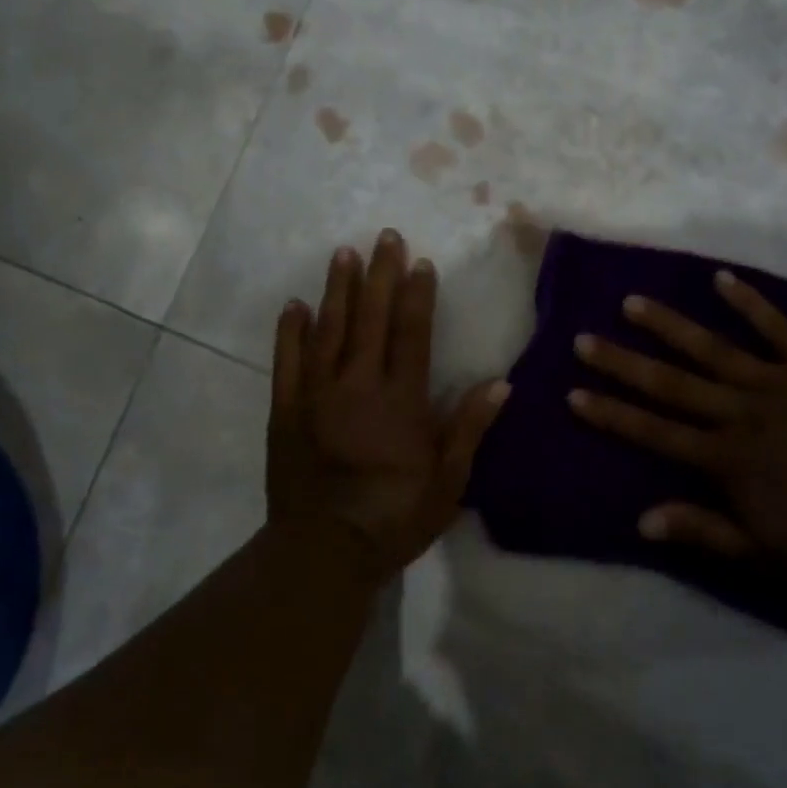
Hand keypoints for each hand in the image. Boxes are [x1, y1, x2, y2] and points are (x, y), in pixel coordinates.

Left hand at [266, 229, 507, 585]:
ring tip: (343, 254)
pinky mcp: (285, 411)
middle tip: (384, 236)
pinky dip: (290, 332)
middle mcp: (358, 385)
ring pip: (329, 329)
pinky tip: (295, 306)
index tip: (420, 262)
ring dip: (338, 289)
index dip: (417, 295)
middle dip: (380, 275)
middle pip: (371, 319)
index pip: (412, 333)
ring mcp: (317, 395)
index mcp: (401, 400)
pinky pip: (287, 362)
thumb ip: (469, 428)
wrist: (324, 550)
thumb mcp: (448, 481)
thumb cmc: (395, 517)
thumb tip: (501, 383)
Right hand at [567, 270, 786, 562]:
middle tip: (584, 338)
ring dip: (670, 325)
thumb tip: (641, 521)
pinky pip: (778, 329)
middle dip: (623, 363)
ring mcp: (779, 383)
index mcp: (727, 458)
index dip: (612, 414)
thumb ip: (704, 532)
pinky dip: (750, 303)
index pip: (655, 432)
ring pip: (713, 348)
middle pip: (671, 384)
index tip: (573, 393)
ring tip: (633, 302)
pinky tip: (722, 279)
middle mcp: (741, 412)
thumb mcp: (766, 554)